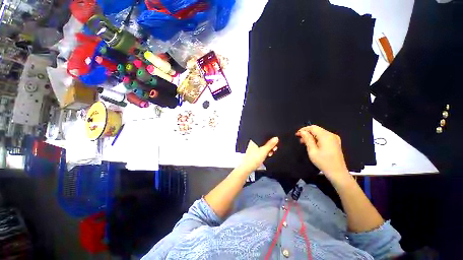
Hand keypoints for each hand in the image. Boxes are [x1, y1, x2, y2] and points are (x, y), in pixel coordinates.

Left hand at [239, 137, 278, 173]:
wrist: (248, 167)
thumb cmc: (253, 159)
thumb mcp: (264, 151)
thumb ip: (270, 144)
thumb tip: (276, 138)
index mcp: (254, 140)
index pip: (264, 136)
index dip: (270, 139)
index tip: (275, 143)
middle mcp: (253, 143)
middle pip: (264, 142)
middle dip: (270, 145)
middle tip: (273, 149)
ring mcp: (254, 148)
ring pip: (263, 147)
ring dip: (268, 150)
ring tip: (270, 153)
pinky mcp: (255, 153)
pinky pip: (262, 151)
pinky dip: (265, 152)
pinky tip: (267, 155)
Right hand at [296, 125, 350, 183]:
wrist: (337, 172)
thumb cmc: (323, 162)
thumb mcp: (312, 151)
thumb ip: (307, 139)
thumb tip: (302, 132)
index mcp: (326, 136)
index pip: (313, 128)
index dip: (304, 129)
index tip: (297, 134)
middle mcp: (331, 135)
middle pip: (317, 129)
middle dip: (307, 133)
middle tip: (300, 139)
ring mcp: (334, 139)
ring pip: (320, 133)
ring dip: (311, 136)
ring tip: (304, 142)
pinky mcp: (335, 143)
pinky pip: (324, 137)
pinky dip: (316, 138)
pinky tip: (312, 144)